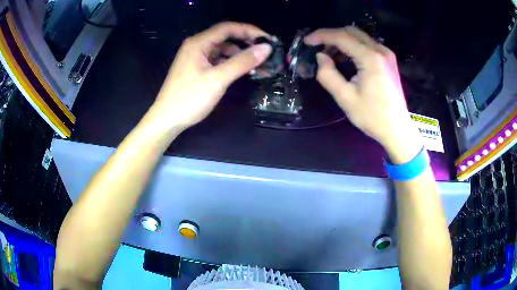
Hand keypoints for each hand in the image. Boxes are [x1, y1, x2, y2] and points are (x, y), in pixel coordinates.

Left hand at [148, 22, 271, 132]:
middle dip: (245, 41)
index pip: (228, 28)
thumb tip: (266, 48)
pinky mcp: (195, 68)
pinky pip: (216, 59)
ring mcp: (194, 57)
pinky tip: (239, 70)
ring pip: (221, 49)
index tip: (267, 40)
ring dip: (238, 53)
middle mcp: (196, 46)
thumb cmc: (189, 99)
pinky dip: (229, 62)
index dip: (249, 31)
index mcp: (198, 43)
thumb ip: (242, 62)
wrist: (166, 119)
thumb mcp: (218, 79)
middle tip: (264, 51)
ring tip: (255, 63)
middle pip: (225, 36)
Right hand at [305, 27, 421, 162]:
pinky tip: (345, 59)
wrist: (397, 129)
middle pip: (351, 32)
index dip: (321, 36)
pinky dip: (353, 46)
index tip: (306, 41)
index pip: (341, 37)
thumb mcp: (345, 98)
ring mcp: (386, 54)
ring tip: (329, 54)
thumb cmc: (372, 116)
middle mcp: (380, 50)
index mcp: (370, 58)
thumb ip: (328, 74)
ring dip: (342, 41)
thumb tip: (320, 57)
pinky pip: (367, 45)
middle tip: (317, 47)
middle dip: (331, 36)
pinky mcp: (388, 60)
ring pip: (359, 36)